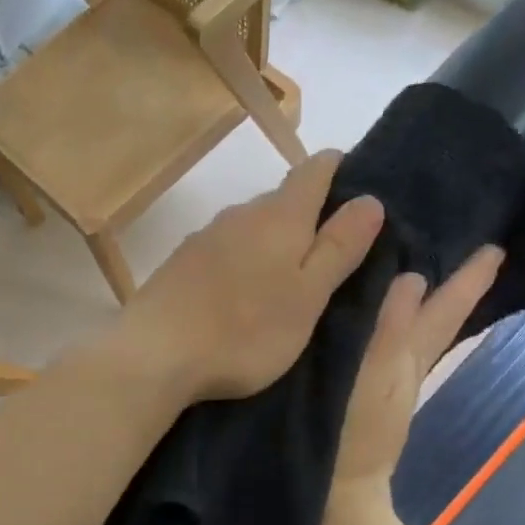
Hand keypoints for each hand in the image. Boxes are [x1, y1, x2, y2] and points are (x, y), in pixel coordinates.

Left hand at [116, 151, 385, 402]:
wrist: (155, 354)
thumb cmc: (245, 331)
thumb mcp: (307, 296)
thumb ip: (338, 247)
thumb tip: (370, 199)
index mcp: (279, 217)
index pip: (316, 170)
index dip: (340, 171)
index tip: (358, 192)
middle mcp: (240, 214)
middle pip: (283, 199)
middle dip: (309, 215)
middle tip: (331, 253)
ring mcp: (205, 237)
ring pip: (251, 226)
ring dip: (273, 242)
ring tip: (288, 279)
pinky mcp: (180, 263)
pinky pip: (224, 250)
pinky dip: (242, 261)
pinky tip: (242, 294)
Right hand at [328, 246, 504, 509]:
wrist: (336, 496)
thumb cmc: (353, 434)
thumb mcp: (374, 376)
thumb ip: (391, 329)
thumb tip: (413, 278)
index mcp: (410, 357)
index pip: (448, 310)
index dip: (469, 279)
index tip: (494, 245)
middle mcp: (405, 366)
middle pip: (437, 319)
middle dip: (453, 285)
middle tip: (465, 247)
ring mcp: (384, 383)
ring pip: (412, 331)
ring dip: (421, 301)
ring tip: (415, 268)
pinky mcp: (361, 394)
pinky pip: (382, 345)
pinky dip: (387, 322)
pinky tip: (369, 315)